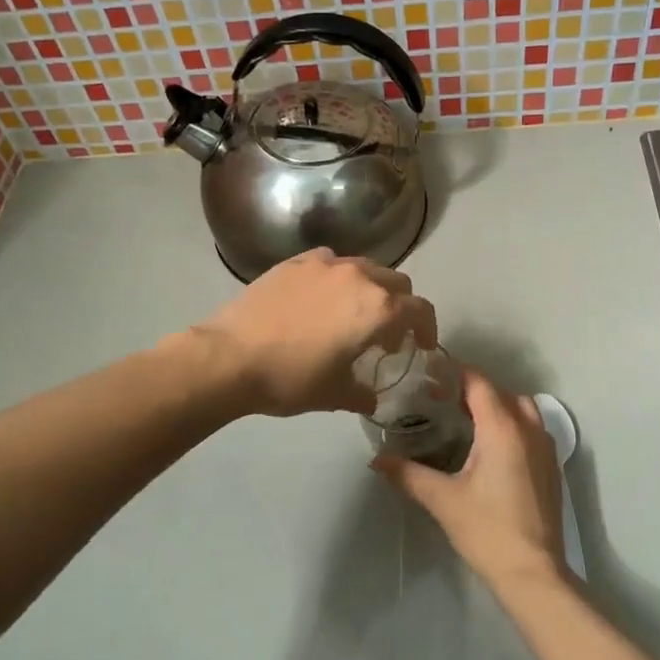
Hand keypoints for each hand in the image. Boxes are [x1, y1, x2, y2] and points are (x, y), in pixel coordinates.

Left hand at [188, 249, 437, 417]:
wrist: (232, 357)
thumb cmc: (291, 378)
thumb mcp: (335, 395)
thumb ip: (362, 394)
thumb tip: (370, 398)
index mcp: (378, 309)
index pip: (420, 310)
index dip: (427, 329)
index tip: (421, 346)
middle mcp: (358, 277)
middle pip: (396, 283)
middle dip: (400, 306)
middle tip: (387, 333)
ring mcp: (325, 264)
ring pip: (364, 268)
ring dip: (369, 289)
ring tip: (352, 313)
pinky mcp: (295, 261)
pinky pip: (329, 263)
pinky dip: (336, 278)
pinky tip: (320, 298)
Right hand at [372, 368, 567, 592]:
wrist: (532, 572)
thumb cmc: (486, 530)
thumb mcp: (442, 499)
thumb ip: (408, 474)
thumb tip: (376, 460)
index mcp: (502, 429)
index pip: (479, 383)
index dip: (454, 374)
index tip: (429, 376)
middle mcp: (529, 429)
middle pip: (500, 392)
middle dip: (472, 389)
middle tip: (439, 400)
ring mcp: (545, 448)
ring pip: (521, 409)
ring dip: (495, 405)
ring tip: (465, 420)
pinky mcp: (551, 467)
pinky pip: (531, 429)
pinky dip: (511, 424)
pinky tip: (488, 447)